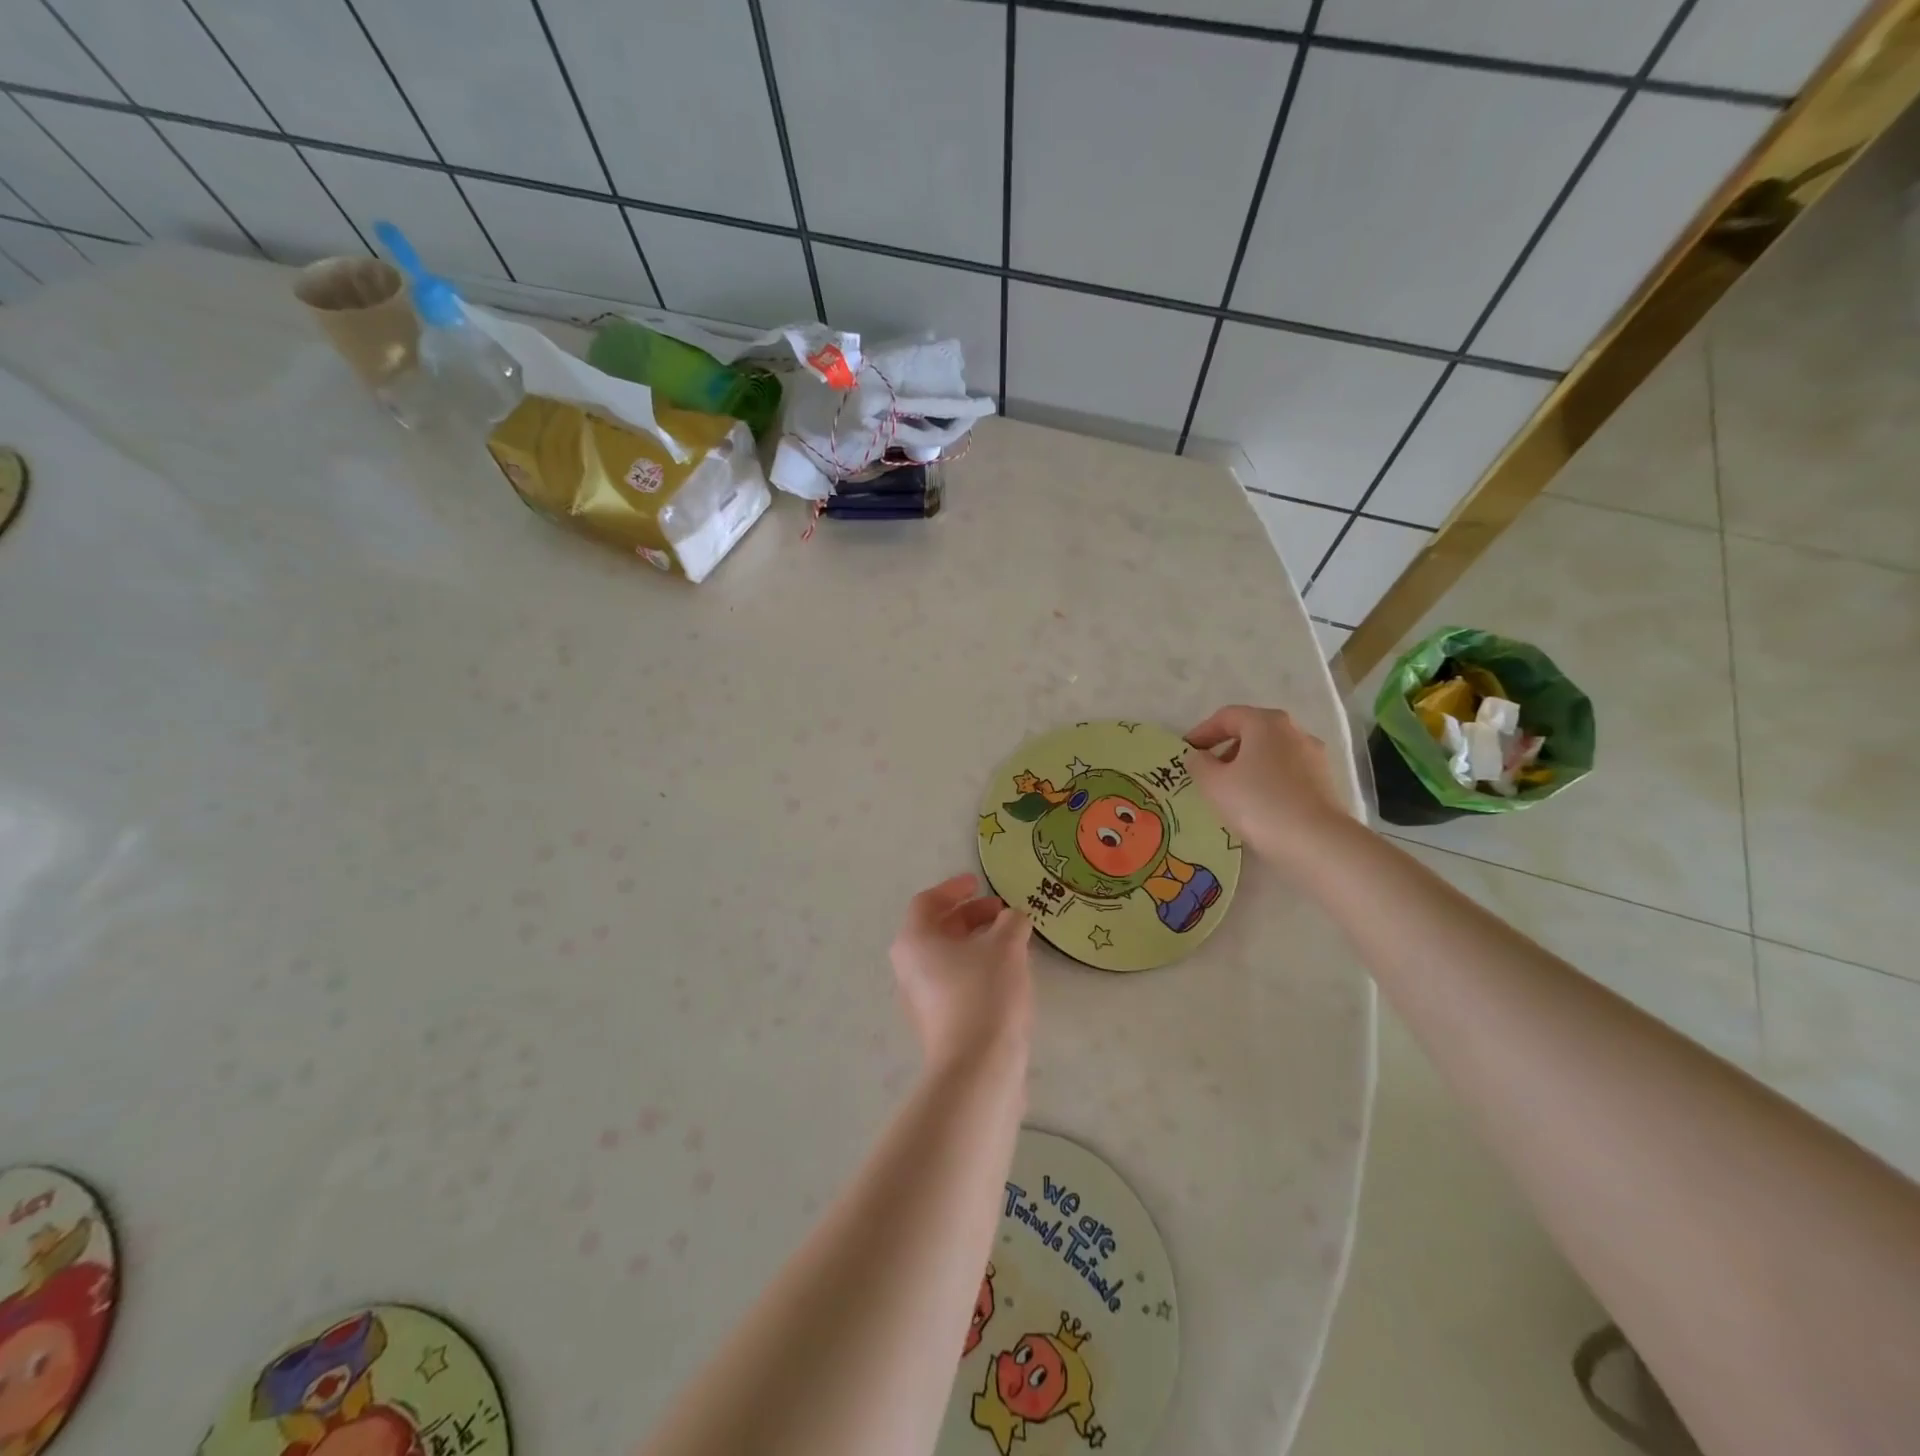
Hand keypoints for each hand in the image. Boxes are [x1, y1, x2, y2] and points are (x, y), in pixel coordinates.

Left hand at [890, 874, 1033, 1075]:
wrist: (977, 1068)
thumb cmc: (984, 993)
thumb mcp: (1005, 946)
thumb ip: (1011, 922)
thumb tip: (1013, 917)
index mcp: (914, 941)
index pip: (927, 902)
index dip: (954, 888)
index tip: (979, 883)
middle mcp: (910, 968)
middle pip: (938, 929)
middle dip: (971, 916)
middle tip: (1003, 913)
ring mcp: (922, 999)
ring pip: (949, 958)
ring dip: (978, 944)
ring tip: (1012, 943)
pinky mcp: (939, 1024)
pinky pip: (956, 982)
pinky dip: (978, 969)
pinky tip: (1008, 976)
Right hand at [1184, 705, 1350, 868]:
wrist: (1316, 842)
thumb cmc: (1258, 803)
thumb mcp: (1214, 784)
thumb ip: (1199, 764)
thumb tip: (1198, 756)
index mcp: (1265, 723)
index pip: (1226, 716)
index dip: (1202, 731)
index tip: (1186, 751)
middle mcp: (1294, 731)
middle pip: (1252, 731)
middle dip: (1226, 748)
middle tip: (1207, 771)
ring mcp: (1314, 756)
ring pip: (1271, 752)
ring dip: (1247, 765)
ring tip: (1231, 791)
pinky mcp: (1324, 781)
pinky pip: (1287, 772)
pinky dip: (1267, 780)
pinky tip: (1257, 804)